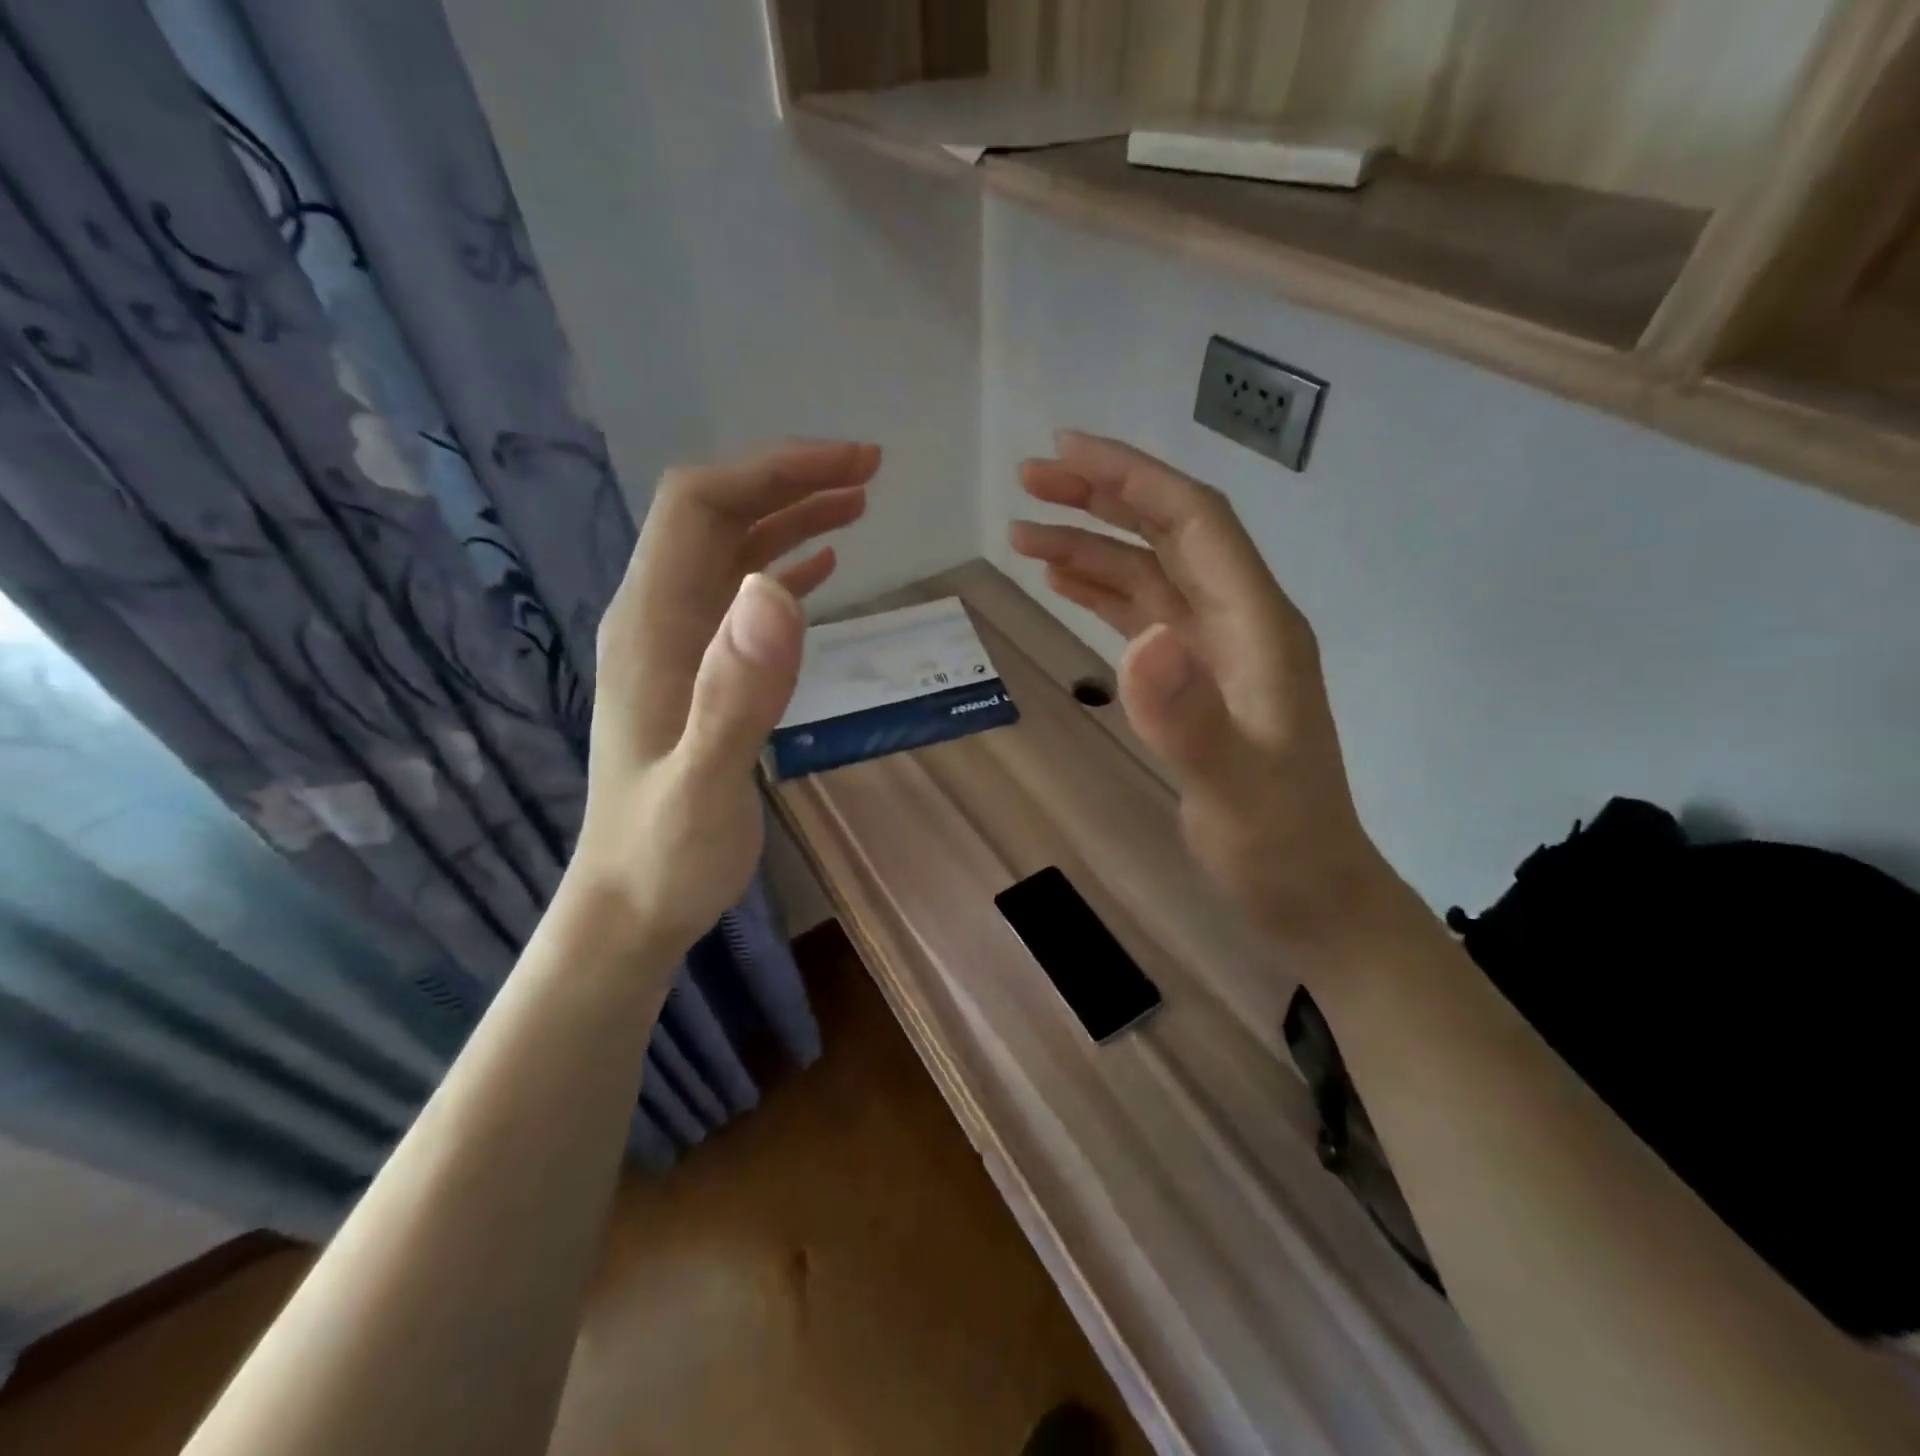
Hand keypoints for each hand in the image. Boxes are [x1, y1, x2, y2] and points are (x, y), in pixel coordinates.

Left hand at [569, 440, 878, 953]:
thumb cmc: (666, 853)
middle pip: (718, 515)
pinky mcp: (700, 672)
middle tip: (869, 470)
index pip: (700, 506)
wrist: (632, 903)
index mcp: (651, 623)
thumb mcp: (705, 783)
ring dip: (792, 517)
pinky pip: (741, 598)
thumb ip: (737, 692)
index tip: (848, 465)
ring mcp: (678, 644)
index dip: (772, 471)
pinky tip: (824, 566)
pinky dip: (785, 568)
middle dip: (790, 480)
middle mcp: (657, 617)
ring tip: (859, 502)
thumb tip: (777, 589)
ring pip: (733, 551)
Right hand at [1009, 431, 1408, 951]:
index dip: (1131, 478)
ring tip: (1023, 534)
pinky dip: (1102, 592)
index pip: (1194, 522)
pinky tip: (1064, 584)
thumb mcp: (1232, 788)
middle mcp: (1237, 622)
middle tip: (1027, 480)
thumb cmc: (1277, 843)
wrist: (1309, 891)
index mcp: (1257, 625)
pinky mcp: (1194, 682)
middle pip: (1167, 534)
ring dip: (1089, 547)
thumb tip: (1139, 642)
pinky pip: (1143, 617)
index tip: (1065, 452)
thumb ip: (1188, 717)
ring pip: (1148, 575)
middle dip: (1100, 498)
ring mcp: (1214, 652)